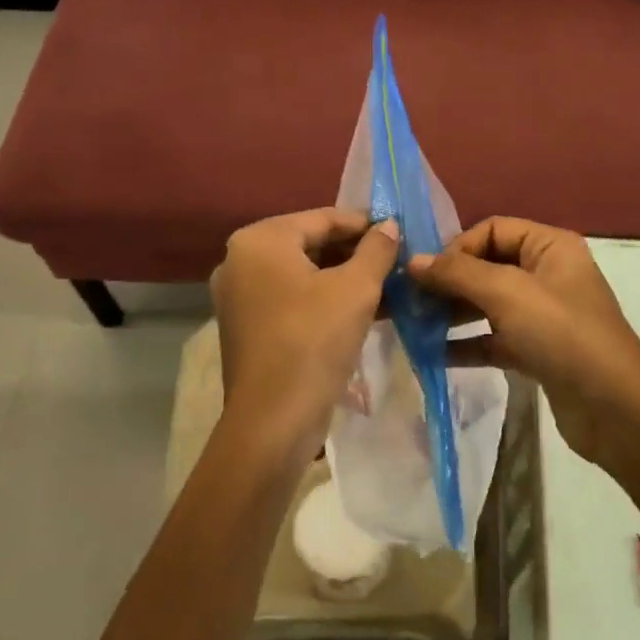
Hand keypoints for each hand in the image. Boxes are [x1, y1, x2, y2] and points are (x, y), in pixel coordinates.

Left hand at [210, 208, 398, 468]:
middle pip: (310, 244)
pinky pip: (292, 299)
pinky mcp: (247, 326)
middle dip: (355, 252)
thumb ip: (376, 250)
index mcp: (260, 240)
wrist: (273, 421)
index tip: (400, 231)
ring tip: (389, 285)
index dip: (365, 224)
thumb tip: (388, 226)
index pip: (323, 218)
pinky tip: (364, 310)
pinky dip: (324, 300)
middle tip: (397, 261)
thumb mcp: (357, 289)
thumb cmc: (314, 340)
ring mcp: (239, 296)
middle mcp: (240, 260)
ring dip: (344, 278)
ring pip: (303, 274)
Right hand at [408, 217, 639, 466]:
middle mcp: (547, 273)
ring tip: (416, 326)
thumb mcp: (507, 294)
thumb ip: (457, 274)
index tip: (425, 274)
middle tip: (410, 301)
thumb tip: (412, 261)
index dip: (457, 247)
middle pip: (487, 265)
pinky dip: (467, 343)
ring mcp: (543, 314)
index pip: (493, 229)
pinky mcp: (537, 350)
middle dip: (449, 281)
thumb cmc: (562, 334)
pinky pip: (494, 338)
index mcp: (550, 246)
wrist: (616, 410)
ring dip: (453, 312)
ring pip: (488, 303)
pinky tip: (433, 354)